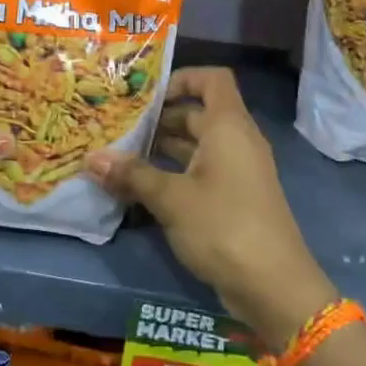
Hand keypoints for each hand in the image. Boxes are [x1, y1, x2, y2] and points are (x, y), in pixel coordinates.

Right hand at [84, 67, 336, 347]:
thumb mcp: (171, 199)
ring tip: (121, 156)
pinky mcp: (234, 199)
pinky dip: (174, 173)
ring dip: (162, 149)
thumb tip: (91, 159)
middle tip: (119, 127)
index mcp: (229, 126)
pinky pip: (201, 171)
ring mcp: (237, 171)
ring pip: (197, 146)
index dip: (182, 78)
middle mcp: (236, 141)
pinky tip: (141, 188)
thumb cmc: (224, 227)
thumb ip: (132, 175)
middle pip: (197, 113)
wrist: (274, 287)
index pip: (212, 79)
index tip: (147, 96)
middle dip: (159, 119)